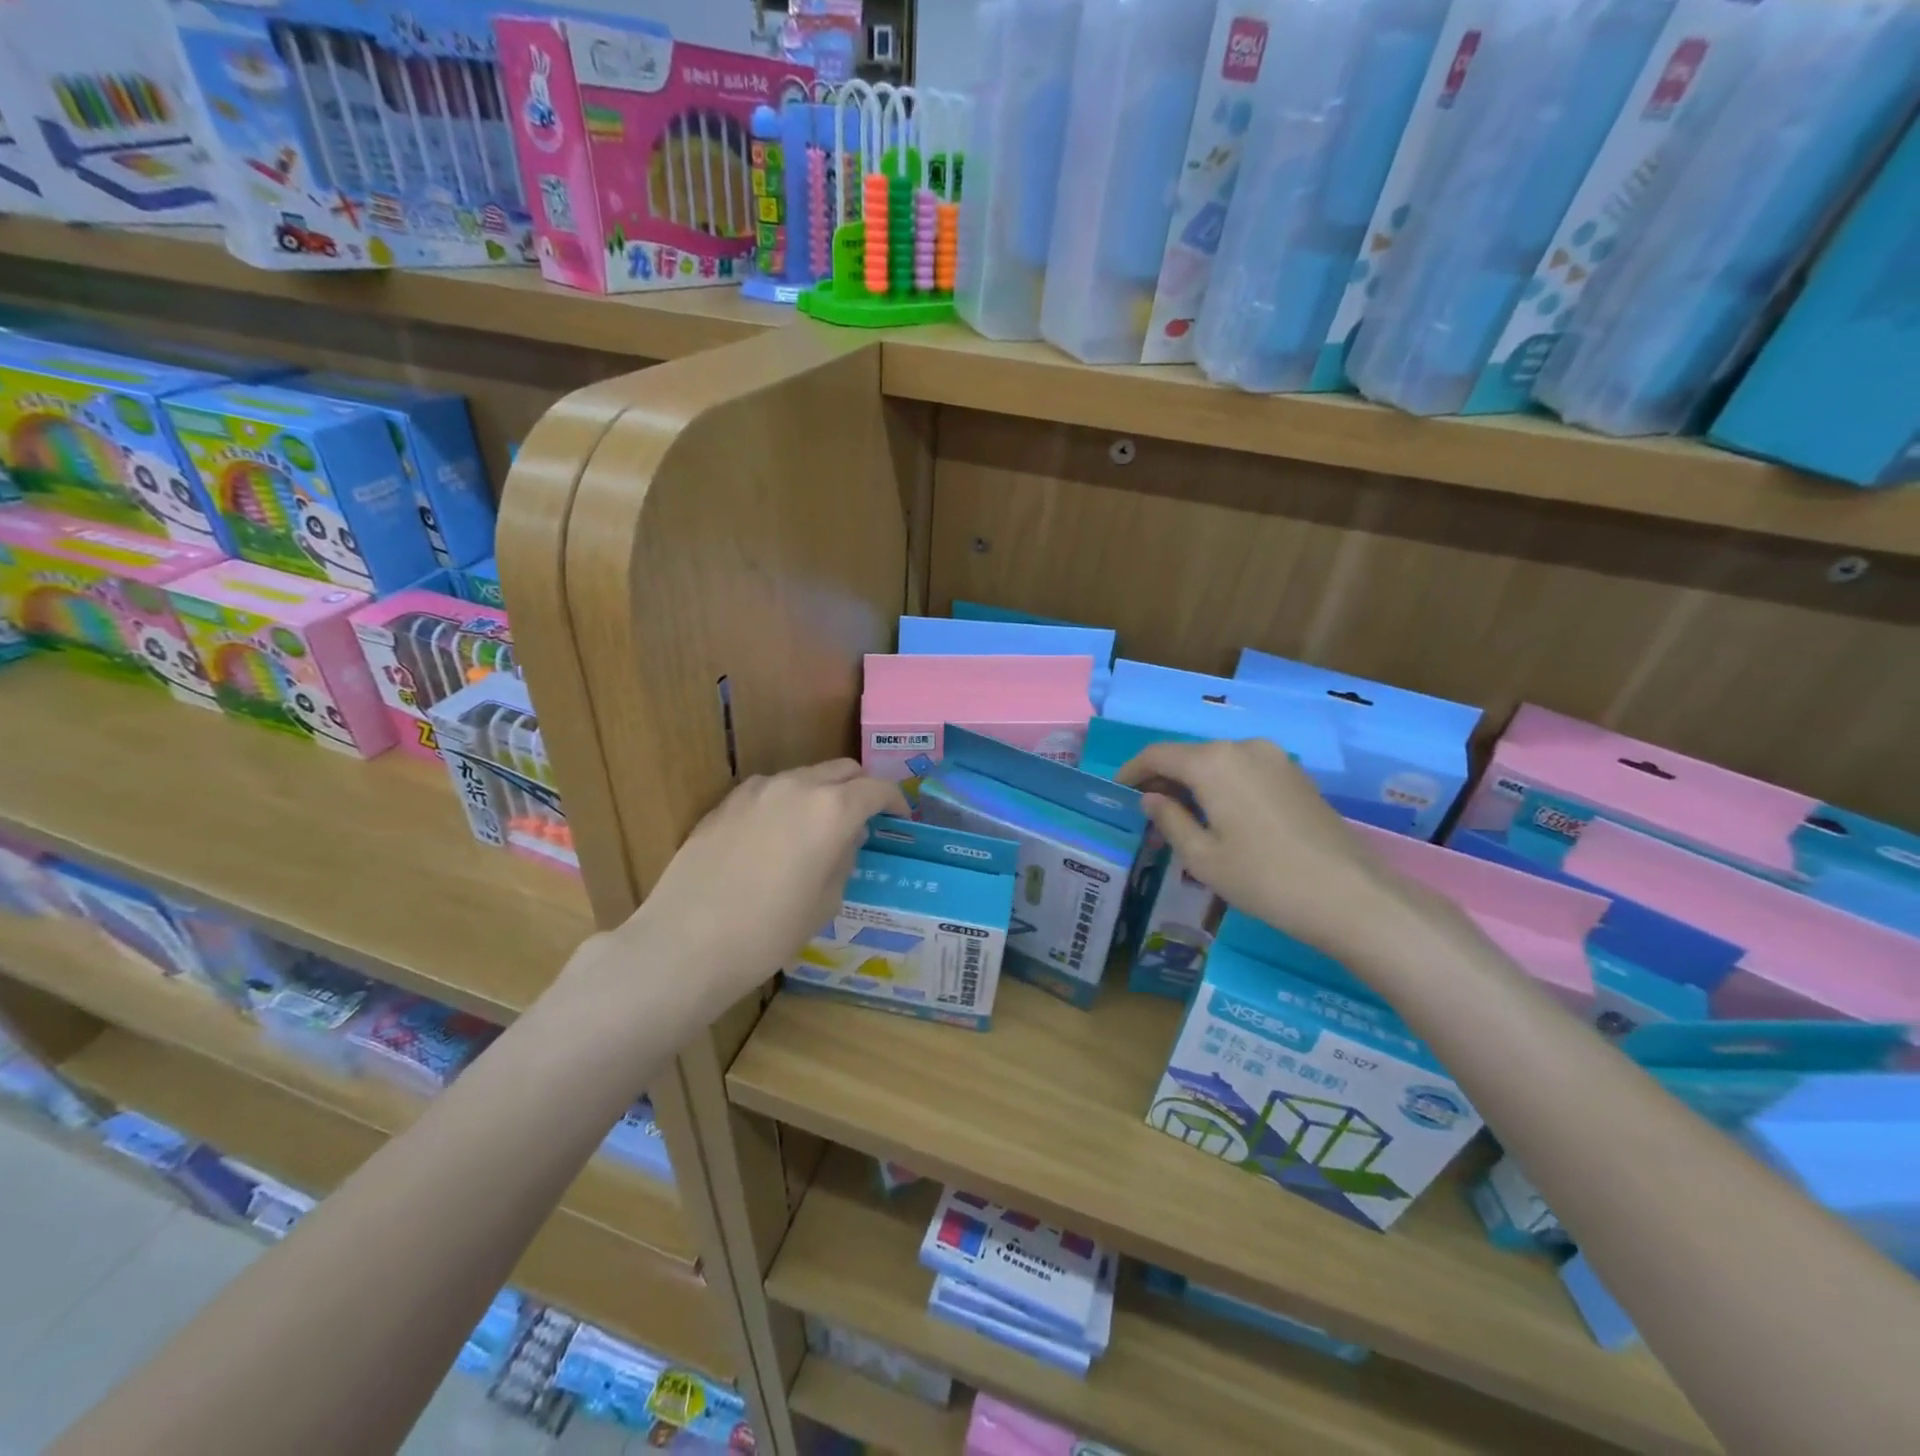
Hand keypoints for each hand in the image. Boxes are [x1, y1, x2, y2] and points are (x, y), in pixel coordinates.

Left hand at [609, 761, 907, 1014]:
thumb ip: (844, 859)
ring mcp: (756, 791)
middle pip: (841, 770)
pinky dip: (786, 802)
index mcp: (832, 810)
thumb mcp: (825, 902)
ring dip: (821, 793)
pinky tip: (777, 835)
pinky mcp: (725, 803)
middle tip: (864, 818)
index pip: (877, 789)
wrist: (686, 942)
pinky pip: (769, 791)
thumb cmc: (769, 931)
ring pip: (803, 776)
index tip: (900, 817)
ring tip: (818, 828)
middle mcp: (796, 787)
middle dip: (860, 788)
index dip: (895, 800)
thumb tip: (847, 839)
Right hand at [1118, 738, 1416, 960]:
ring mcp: (1275, 758)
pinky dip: (1222, 786)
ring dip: (1193, 783)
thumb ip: (1170, 820)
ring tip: (1182, 819)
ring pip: (1218, 762)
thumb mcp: (1202, 858)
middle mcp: (1243, 747)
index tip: (1117, 792)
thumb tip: (1151, 798)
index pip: (1157, 754)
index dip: (1131, 771)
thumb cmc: (1264, 879)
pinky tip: (1220, 818)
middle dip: (1163, 779)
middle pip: (1188, 755)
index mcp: (1213, 762)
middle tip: (1147, 813)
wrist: (1351, 896)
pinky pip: (1244, 771)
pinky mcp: (1296, 775)